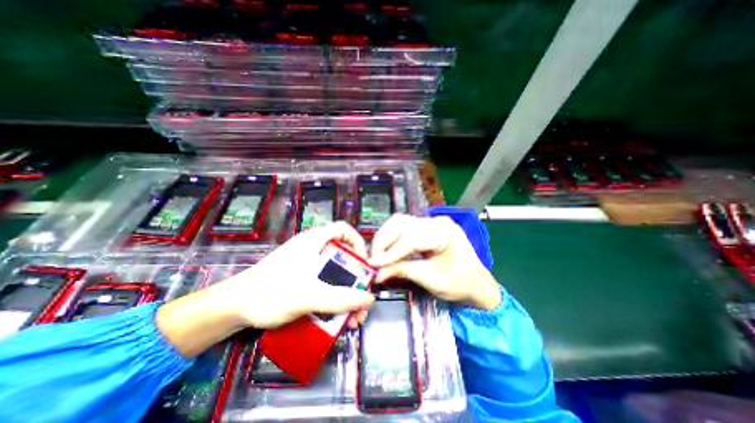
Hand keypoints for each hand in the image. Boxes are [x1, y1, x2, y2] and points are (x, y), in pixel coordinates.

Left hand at [157, 223, 373, 357]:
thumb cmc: (270, 292)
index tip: (365, 264)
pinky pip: (325, 285)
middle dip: (356, 279)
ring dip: (347, 295)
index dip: (358, 242)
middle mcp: (314, 249)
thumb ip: (340, 298)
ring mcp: (308, 265)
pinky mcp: (302, 280)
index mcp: (315, 241)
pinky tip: (338, 320)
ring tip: (354, 318)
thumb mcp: (308, 295)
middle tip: (362, 299)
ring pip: (335, 274)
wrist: (233, 308)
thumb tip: (369, 298)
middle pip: (343, 256)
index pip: (344, 229)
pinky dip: (334, 300)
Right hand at [371, 215, 498, 309]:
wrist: (477, 283)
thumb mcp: (432, 279)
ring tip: (378, 257)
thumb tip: (378, 273)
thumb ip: (403, 271)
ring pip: (399, 223)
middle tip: (373, 260)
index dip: (390, 252)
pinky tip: (387, 252)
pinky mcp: (425, 228)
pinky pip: (403, 229)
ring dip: (385, 238)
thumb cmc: (461, 283)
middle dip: (383, 241)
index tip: (374, 264)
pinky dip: (392, 239)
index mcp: (444, 232)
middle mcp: (436, 221)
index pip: (410, 238)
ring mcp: (430, 222)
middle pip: (401, 223)